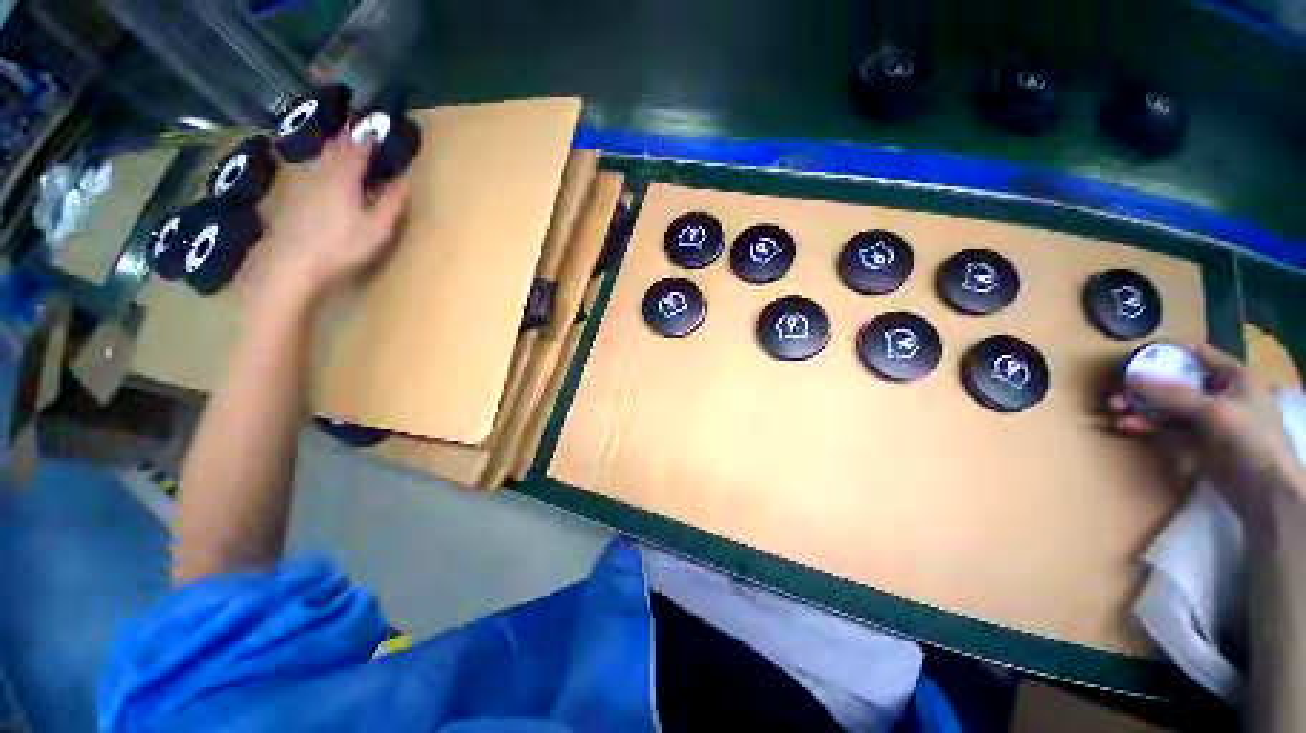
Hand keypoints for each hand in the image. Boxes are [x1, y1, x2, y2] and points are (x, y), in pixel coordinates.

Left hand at [258, 132, 409, 305]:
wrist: (294, 263)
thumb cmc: (342, 245)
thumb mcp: (377, 228)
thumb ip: (392, 202)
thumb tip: (405, 180)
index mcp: (344, 178)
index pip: (358, 149)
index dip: (368, 137)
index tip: (377, 126)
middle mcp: (322, 173)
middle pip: (335, 148)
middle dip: (347, 137)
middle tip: (357, 129)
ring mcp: (303, 184)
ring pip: (319, 157)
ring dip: (332, 148)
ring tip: (342, 145)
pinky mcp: (293, 197)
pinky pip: (310, 170)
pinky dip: (320, 164)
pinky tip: (321, 171)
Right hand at [1108, 343, 1304, 516]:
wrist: (1264, 491)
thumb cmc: (1250, 439)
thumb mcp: (1213, 412)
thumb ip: (1172, 395)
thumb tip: (1129, 379)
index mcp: (1231, 376)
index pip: (1194, 353)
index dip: (1165, 352)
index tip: (1133, 356)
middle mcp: (1217, 393)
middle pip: (1174, 382)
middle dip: (1143, 385)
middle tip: (1116, 389)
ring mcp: (1205, 419)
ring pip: (1165, 407)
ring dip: (1139, 407)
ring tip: (1113, 410)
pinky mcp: (1194, 441)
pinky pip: (1164, 428)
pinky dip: (1145, 426)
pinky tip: (1125, 426)